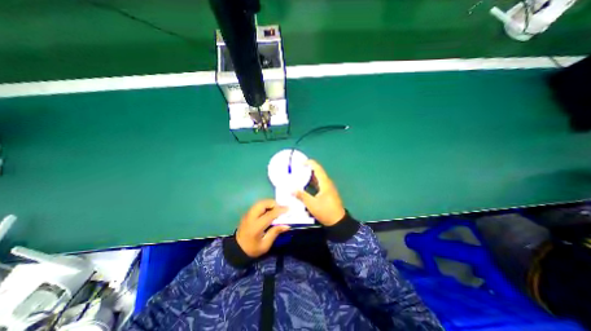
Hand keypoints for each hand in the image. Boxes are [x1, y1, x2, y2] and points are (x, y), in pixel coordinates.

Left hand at [236, 199, 289, 258]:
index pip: (269, 214)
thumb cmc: (252, 249)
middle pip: (262, 204)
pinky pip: (257, 205)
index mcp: (256, 227)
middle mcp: (250, 217)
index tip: (288, 209)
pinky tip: (269, 210)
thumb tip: (287, 225)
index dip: (279, 210)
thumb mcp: (265, 245)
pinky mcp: (247, 213)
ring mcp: (247, 214)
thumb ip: (275, 233)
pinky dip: (265, 205)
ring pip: (259, 202)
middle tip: (281, 208)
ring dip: (269, 203)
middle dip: (273, 203)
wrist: (237, 250)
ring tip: (276, 208)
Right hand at [295, 161, 347, 227]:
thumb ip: (301, 196)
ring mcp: (328, 188)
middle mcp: (327, 183)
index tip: (301, 162)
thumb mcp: (312, 204)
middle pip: (318, 172)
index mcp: (325, 183)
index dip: (310, 163)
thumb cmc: (325, 211)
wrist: (338, 222)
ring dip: (310, 176)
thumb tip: (291, 189)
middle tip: (298, 169)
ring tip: (300, 176)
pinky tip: (306, 186)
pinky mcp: (327, 193)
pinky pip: (319, 184)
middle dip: (308, 169)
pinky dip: (312, 182)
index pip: (318, 168)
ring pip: (318, 179)